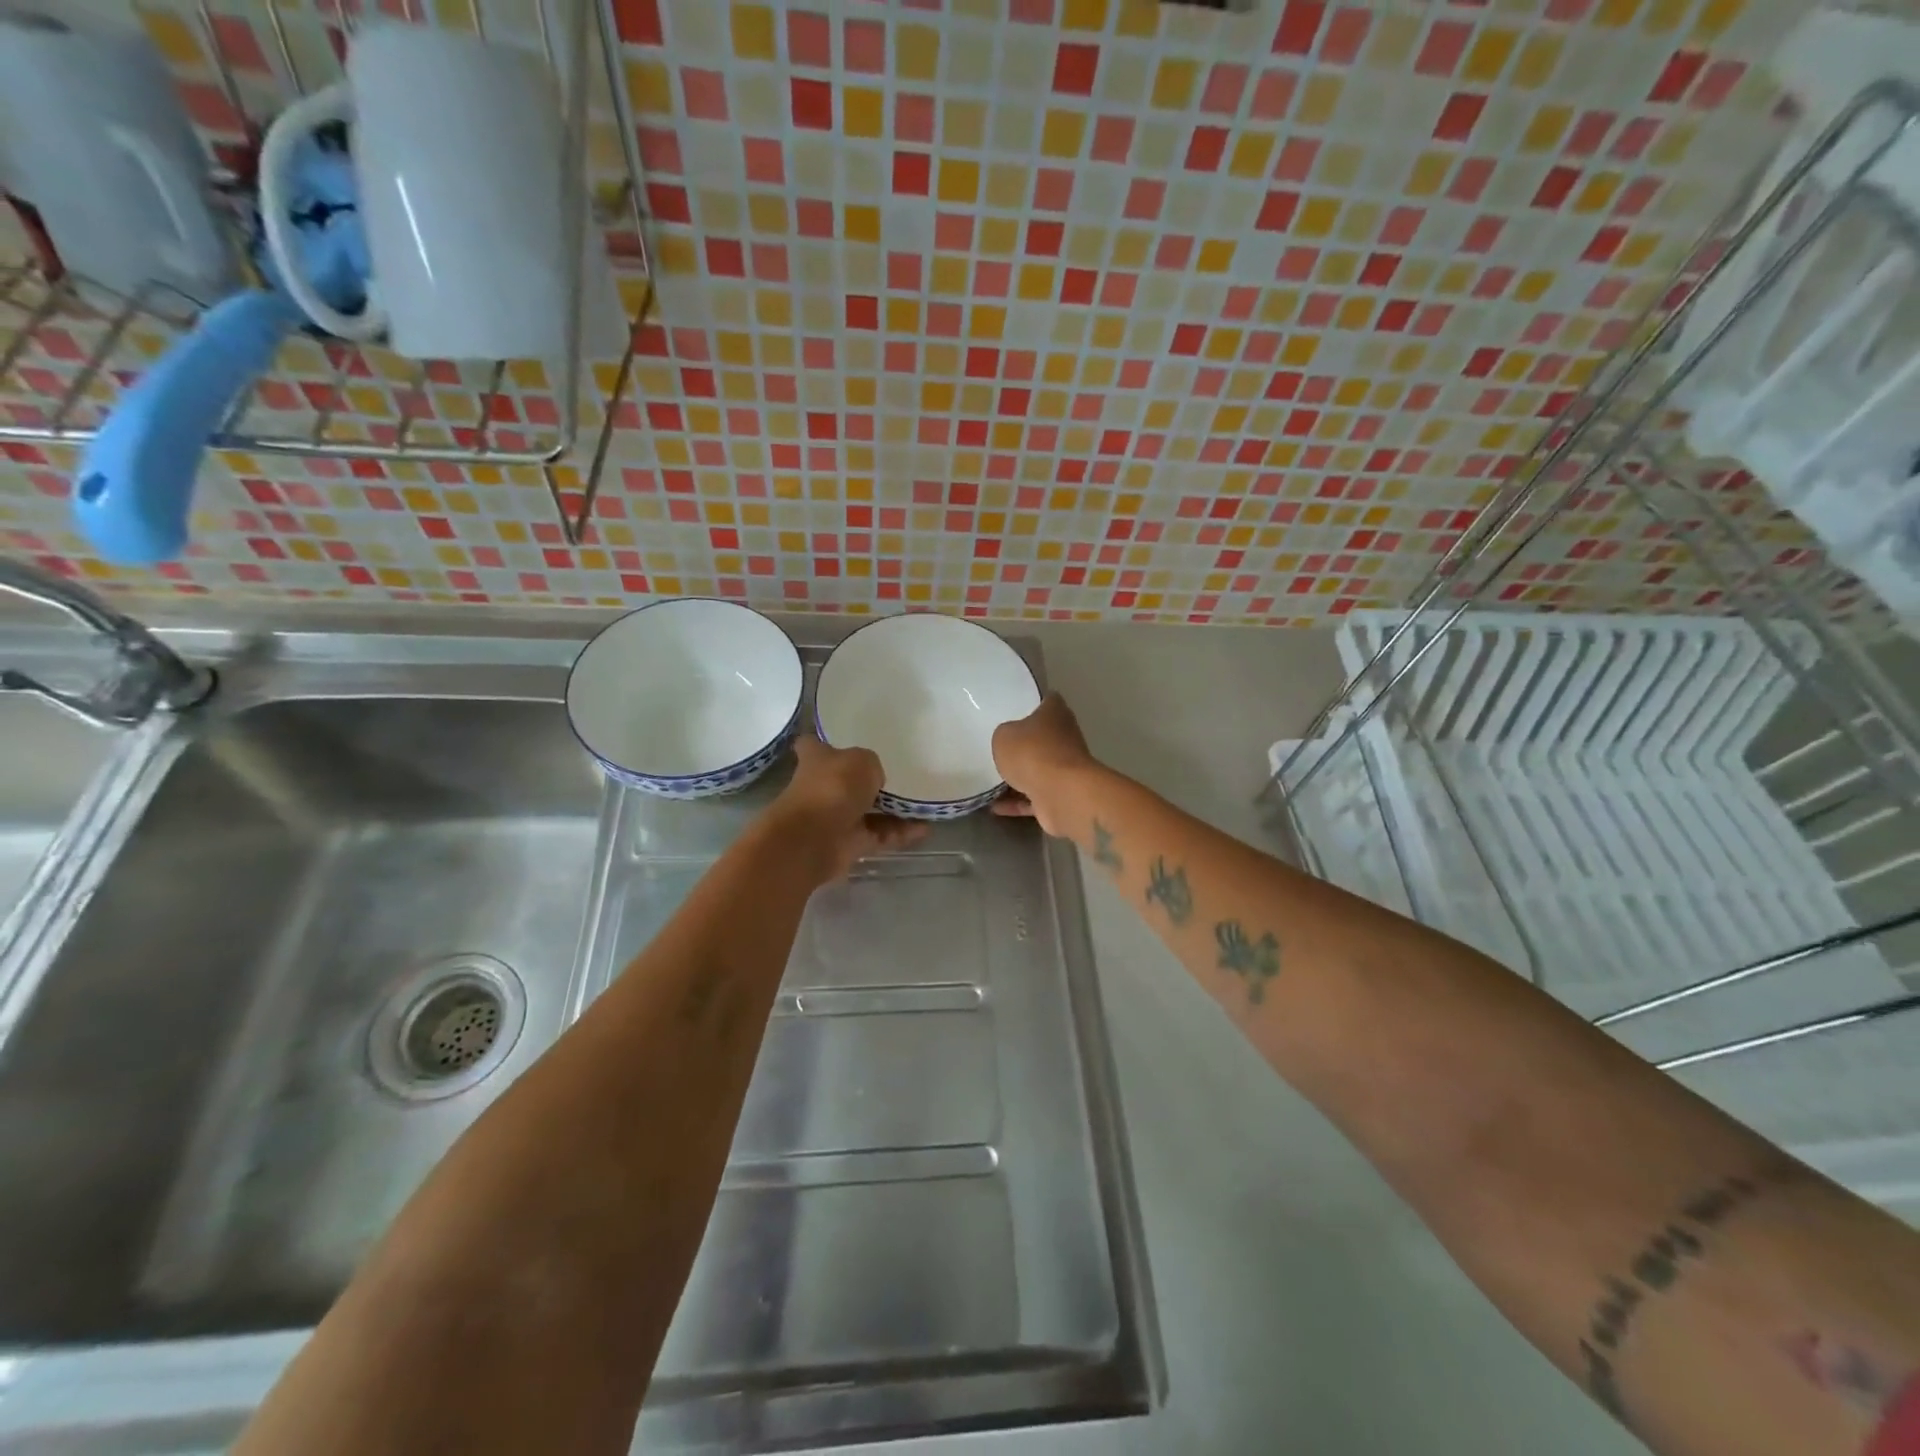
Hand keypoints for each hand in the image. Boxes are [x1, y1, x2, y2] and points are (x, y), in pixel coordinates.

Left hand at [771, 733, 926, 880]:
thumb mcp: (862, 761)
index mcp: (816, 760)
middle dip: (867, 780)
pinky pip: (880, 835)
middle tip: (900, 773)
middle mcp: (822, 788)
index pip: (812, 745)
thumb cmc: (833, 787)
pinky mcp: (850, 843)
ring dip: (893, 810)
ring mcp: (836, 817)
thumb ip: (871, 765)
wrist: (815, 838)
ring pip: (868, 811)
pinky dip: (901, 833)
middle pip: (845, 781)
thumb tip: (873, 778)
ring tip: (923, 802)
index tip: (842, 741)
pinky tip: (926, 827)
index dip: (824, 743)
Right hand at [992, 693, 1097, 837]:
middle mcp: (1065, 738)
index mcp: (1055, 714)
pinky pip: (1034, 798)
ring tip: (992, 781)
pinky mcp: (1060, 796)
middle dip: (1025, 744)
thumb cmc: (1032, 752)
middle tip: (999, 746)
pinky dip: (1017, 803)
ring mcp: (1065, 769)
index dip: (1033, 703)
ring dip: (1020, 777)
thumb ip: (1005, 736)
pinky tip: (994, 807)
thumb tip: (1010, 743)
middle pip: (1043, 737)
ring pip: (1039, 770)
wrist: (1060, 794)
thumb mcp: (1004, 736)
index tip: (1016, 708)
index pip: (1047, 701)